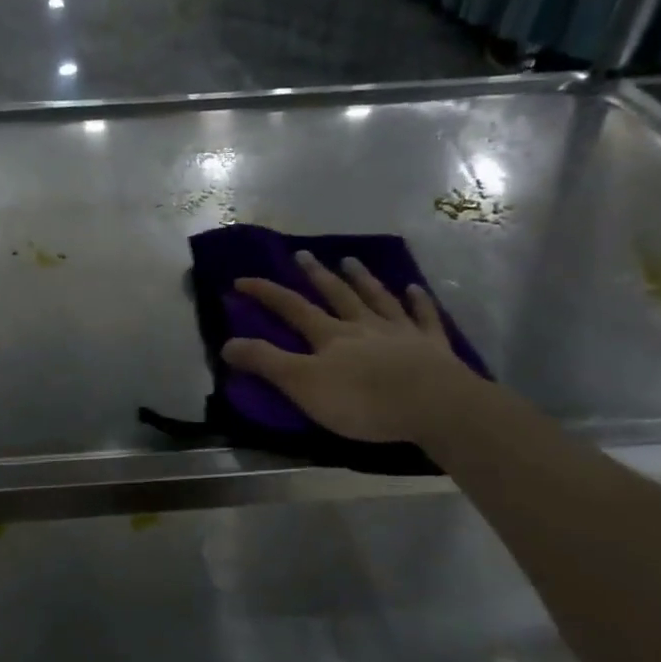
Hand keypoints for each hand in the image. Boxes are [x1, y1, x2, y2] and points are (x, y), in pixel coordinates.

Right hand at [222, 251, 478, 444]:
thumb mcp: (303, 385)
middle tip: (302, 255)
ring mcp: (401, 332)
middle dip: (316, 275)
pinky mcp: (432, 347)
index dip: (266, 293)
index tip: (241, 280)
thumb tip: (226, 343)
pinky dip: (418, 301)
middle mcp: (363, 326)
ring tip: (350, 260)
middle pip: (336, 295)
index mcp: (330, 336)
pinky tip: (414, 289)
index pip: (291, 307)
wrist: (434, 406)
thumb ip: (266, 362)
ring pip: (377, 298)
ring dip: (362, 279)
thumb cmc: (362, 400)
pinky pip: (424, 317)